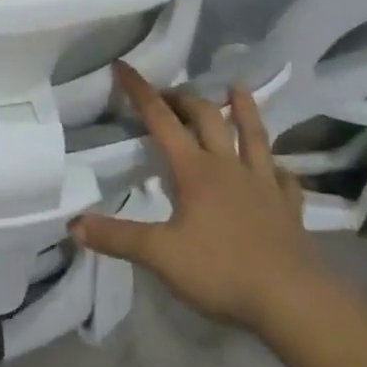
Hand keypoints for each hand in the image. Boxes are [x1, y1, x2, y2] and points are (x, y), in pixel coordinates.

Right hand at [72, 62, 325, 332]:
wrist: (293, 301)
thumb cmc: (222, 271)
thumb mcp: (160, 255)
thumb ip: (117, 237)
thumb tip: (73, 224)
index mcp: (195, 170)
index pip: (161, 120)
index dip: (140, 91)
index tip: (123, 66)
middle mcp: (229, 167)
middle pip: (207, 118)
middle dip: (185, 99)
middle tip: (169, 93)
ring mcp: (263, 185)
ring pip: (254, 136)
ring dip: (243, 110)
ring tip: (237, 88)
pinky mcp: (288, 208)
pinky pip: (285, 179)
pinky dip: (277, 167)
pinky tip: (277, 168)